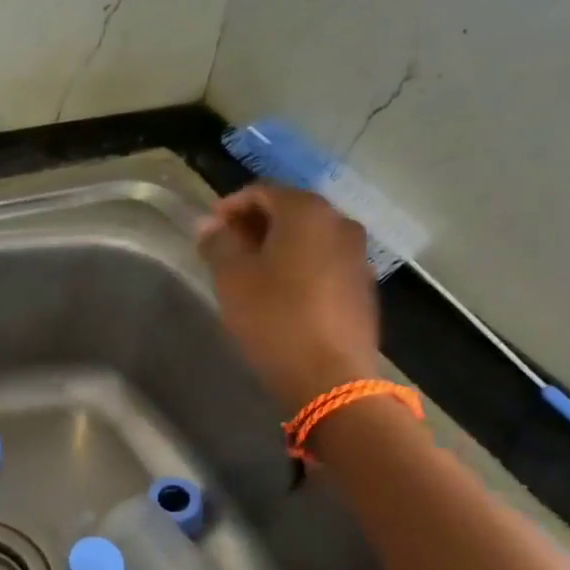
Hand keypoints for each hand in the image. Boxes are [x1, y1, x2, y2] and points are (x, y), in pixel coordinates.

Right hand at [196, 185, 380, 413]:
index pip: (262, 191)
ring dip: (276, 246)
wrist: (330, 377)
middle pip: (289, 211)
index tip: (207, 229)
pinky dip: (298, 266)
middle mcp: (340, 223)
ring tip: (247, 271)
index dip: (230, 206)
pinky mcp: (362, 287)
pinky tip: (278, 291)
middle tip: (223, 248)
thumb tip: (209, 226)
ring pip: (308, 238)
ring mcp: (357, 255)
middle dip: (253, 225)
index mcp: (307, 211)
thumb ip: (218, 242)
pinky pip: (322, 262)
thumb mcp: (232, 276)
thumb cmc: (274, 316)